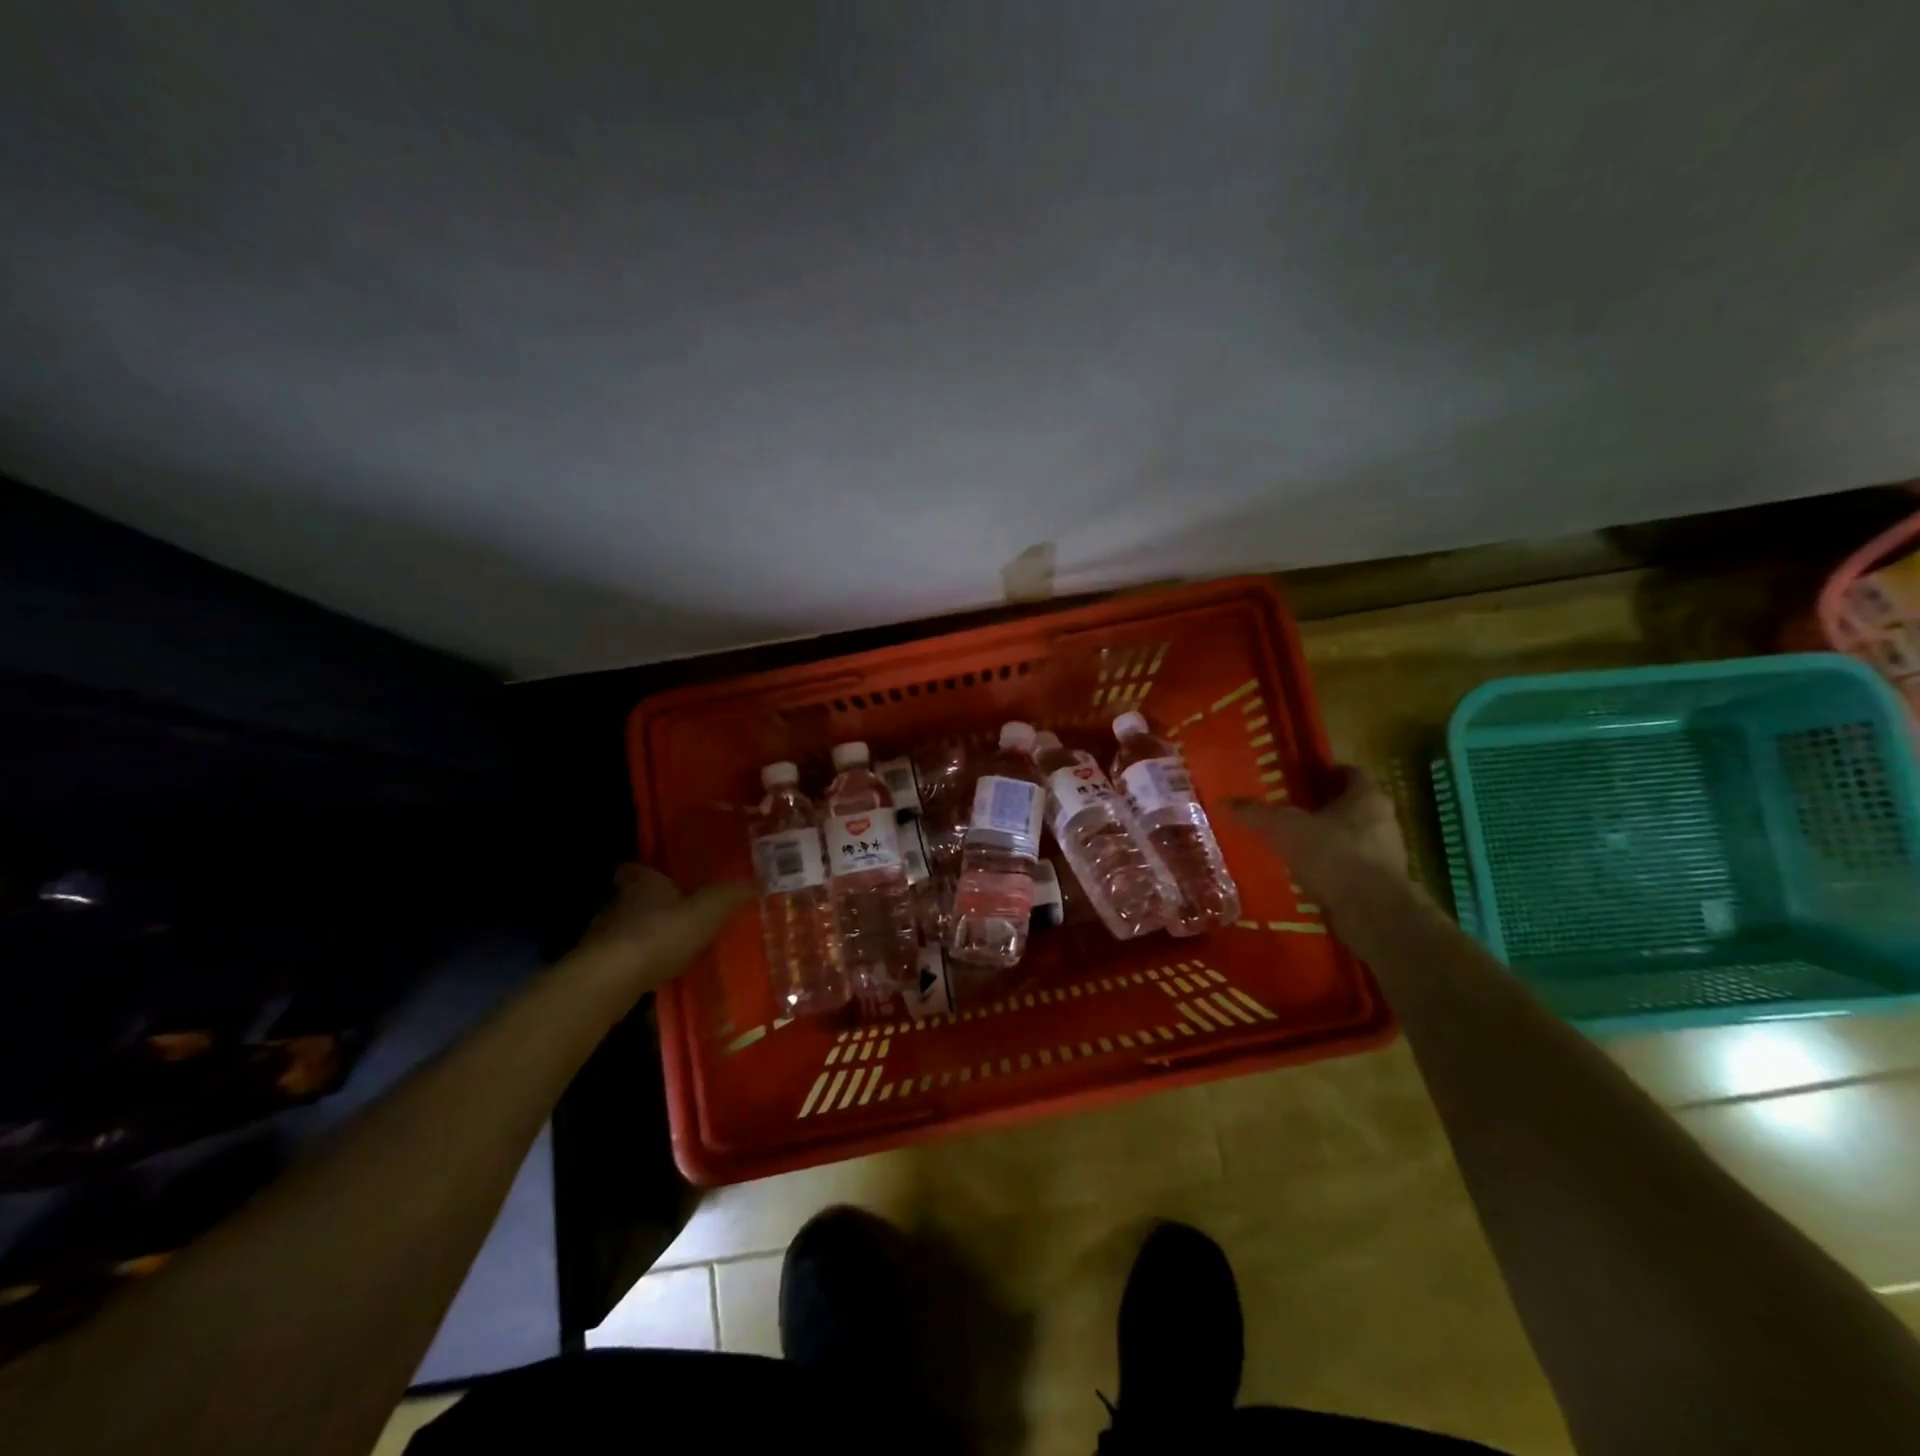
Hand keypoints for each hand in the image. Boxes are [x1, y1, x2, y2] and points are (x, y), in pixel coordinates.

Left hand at [572, 865, 753, 991]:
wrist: (609, 981)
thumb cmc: (660, 934)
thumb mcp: (707, 912)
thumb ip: (730, 896)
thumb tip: (758, 880)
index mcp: (642, 884)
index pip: (635, 869)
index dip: (645, 872)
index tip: (656, 876)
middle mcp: (616, 905)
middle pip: (629, 899)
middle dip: (648, 906)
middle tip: (674, 914)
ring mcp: (601, 938)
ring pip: (622, 931)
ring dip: (640, 938)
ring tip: (667, 949)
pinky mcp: (595, 970)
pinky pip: (618, 962)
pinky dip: (633, 966)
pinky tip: (652, 976)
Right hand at [1233, 766, 1408, 902]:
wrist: (1372, 912)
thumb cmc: (1332, 855)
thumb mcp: (1284, 828)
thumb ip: (1256, 814)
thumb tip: (1223, 802)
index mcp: (1367, 798)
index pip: (1352, 773)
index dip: (1327, 773)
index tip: (1302, 778)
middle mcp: (1384, 822)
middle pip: (1353, 806)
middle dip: (1325, 808)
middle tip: (1292, 810)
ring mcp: (1386, 856)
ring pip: (1354, 838)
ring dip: (1329, 840)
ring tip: (1295, 845)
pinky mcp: (1382, 886)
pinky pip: (1352, 868)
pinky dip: (1332, 869)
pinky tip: (1308, 875)